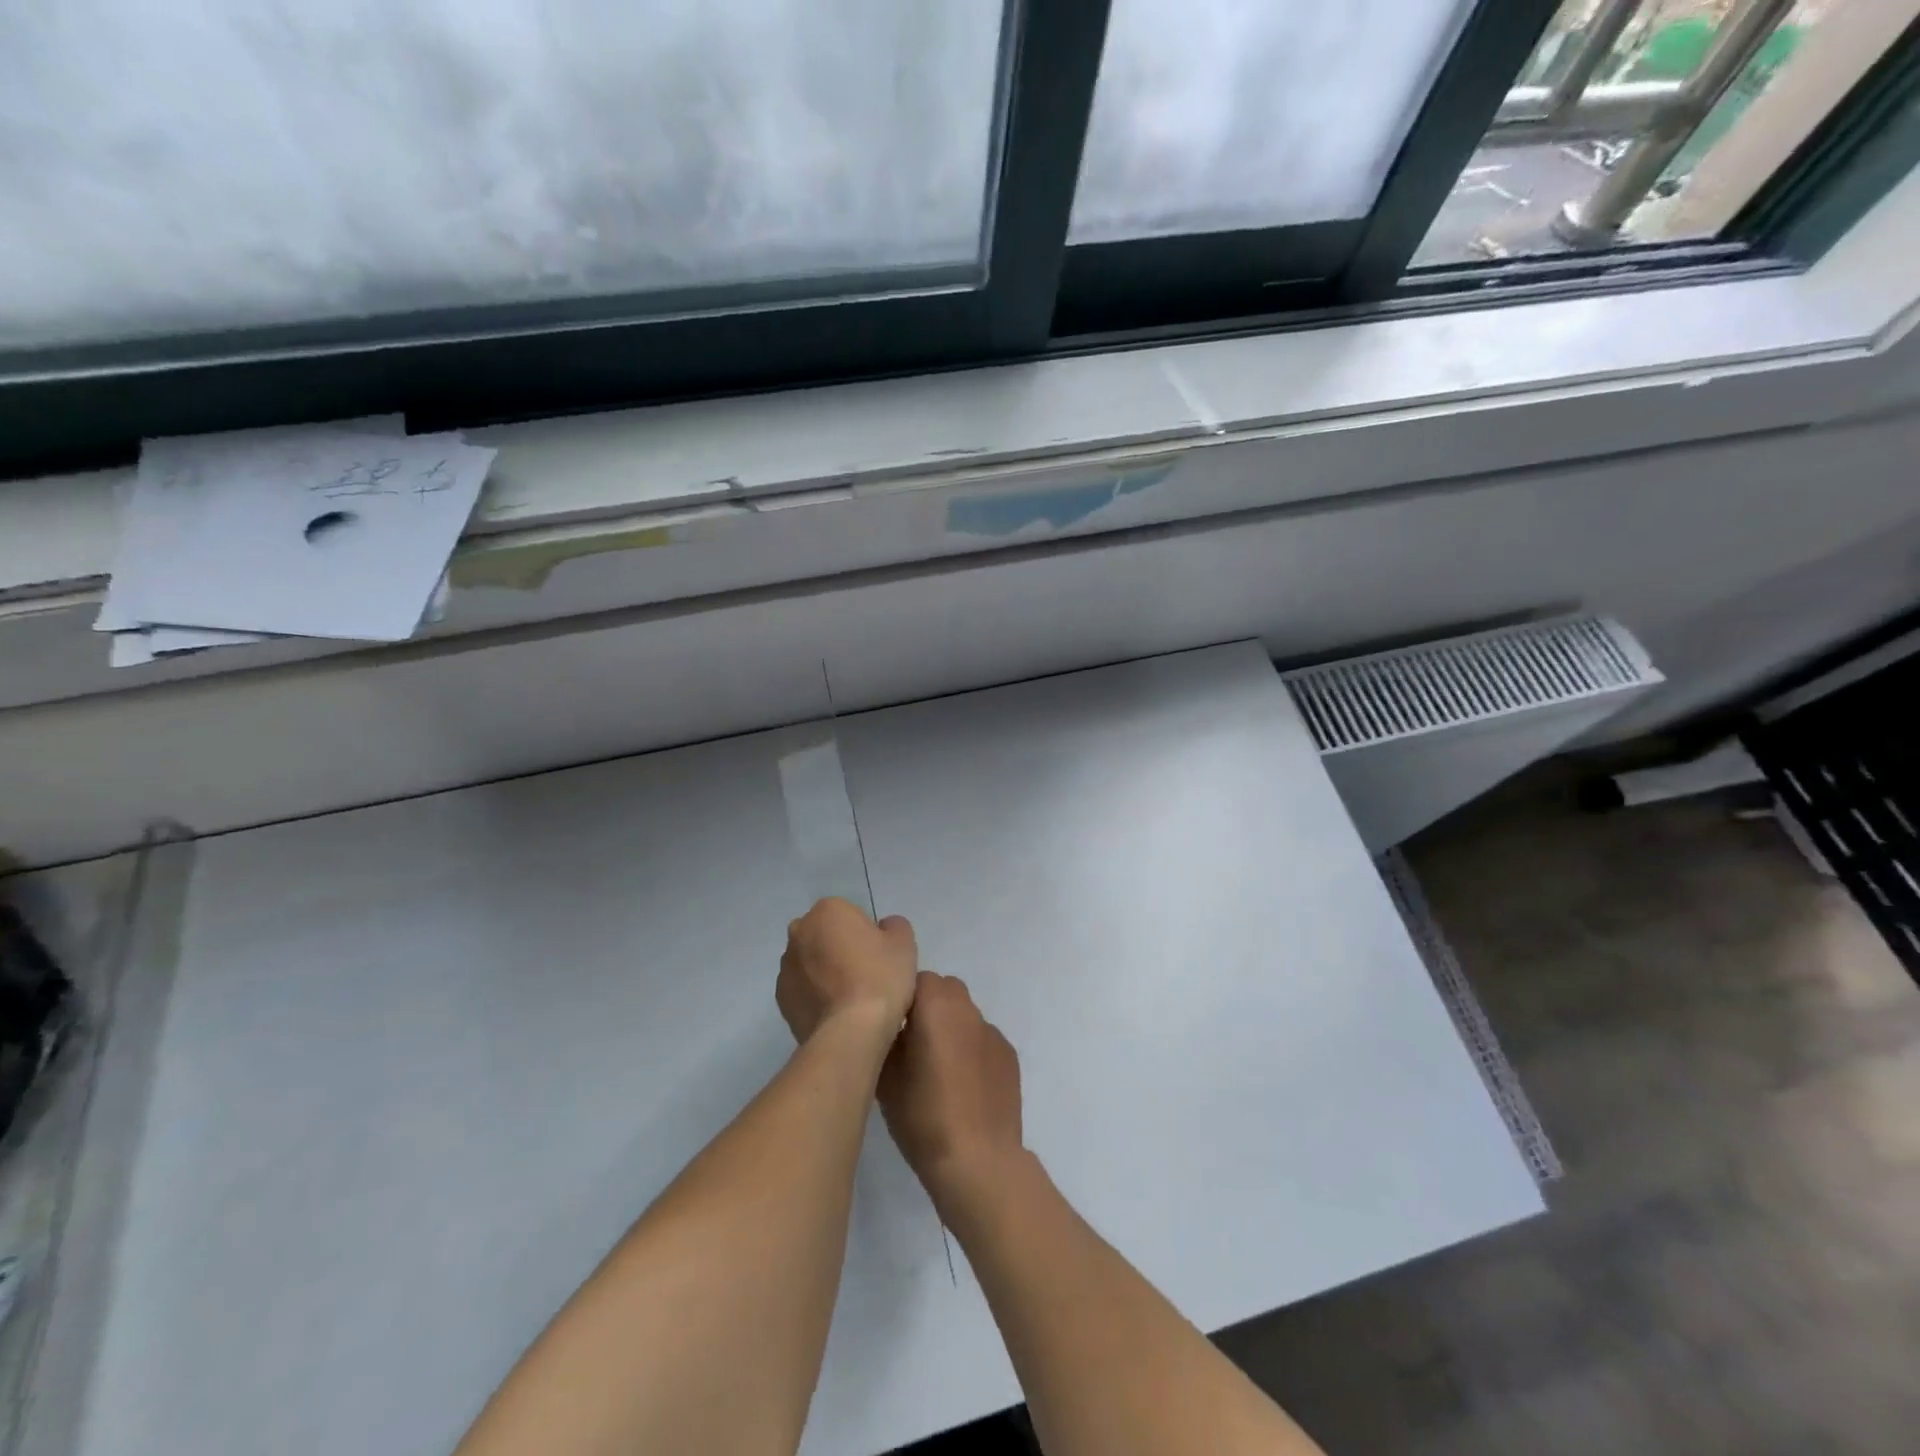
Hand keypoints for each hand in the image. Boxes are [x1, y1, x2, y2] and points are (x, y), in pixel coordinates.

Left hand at [776, 898, 918, 1044]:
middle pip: (825, 934)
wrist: (851, 1031)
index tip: (879, 956)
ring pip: (810, 961)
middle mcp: (799, 931)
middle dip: (839, 947)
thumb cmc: (880, 978)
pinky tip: (835, 1011)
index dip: (867, 934)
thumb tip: (882, 929)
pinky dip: (815, 994)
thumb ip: (893, 925)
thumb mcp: (904, 943)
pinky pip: (802, 988)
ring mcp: (786, 965)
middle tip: (865, 974)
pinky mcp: (781, 997)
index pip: (850, 914)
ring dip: (825, 970)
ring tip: (850, 997)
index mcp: (828, 910)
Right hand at [878, 972, 1023, 1211]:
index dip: (901, 999)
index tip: (890, 1027)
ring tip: (937, 1069)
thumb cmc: (924, 1117)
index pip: (916, 979)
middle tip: (911, 1044)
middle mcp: (968, 1009)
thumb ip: (886, 1040)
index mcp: (937, 1006)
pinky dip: (970, 1050)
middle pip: (943, 990)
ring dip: (950, 1028)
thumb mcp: (885, 1078)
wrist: (979, 1161)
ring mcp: (993, 1032)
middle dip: (926, 1008)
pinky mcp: (1009, 1056)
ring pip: (964, 1015)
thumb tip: (889, 1028)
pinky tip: (963, 1086)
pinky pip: (982, 1039)